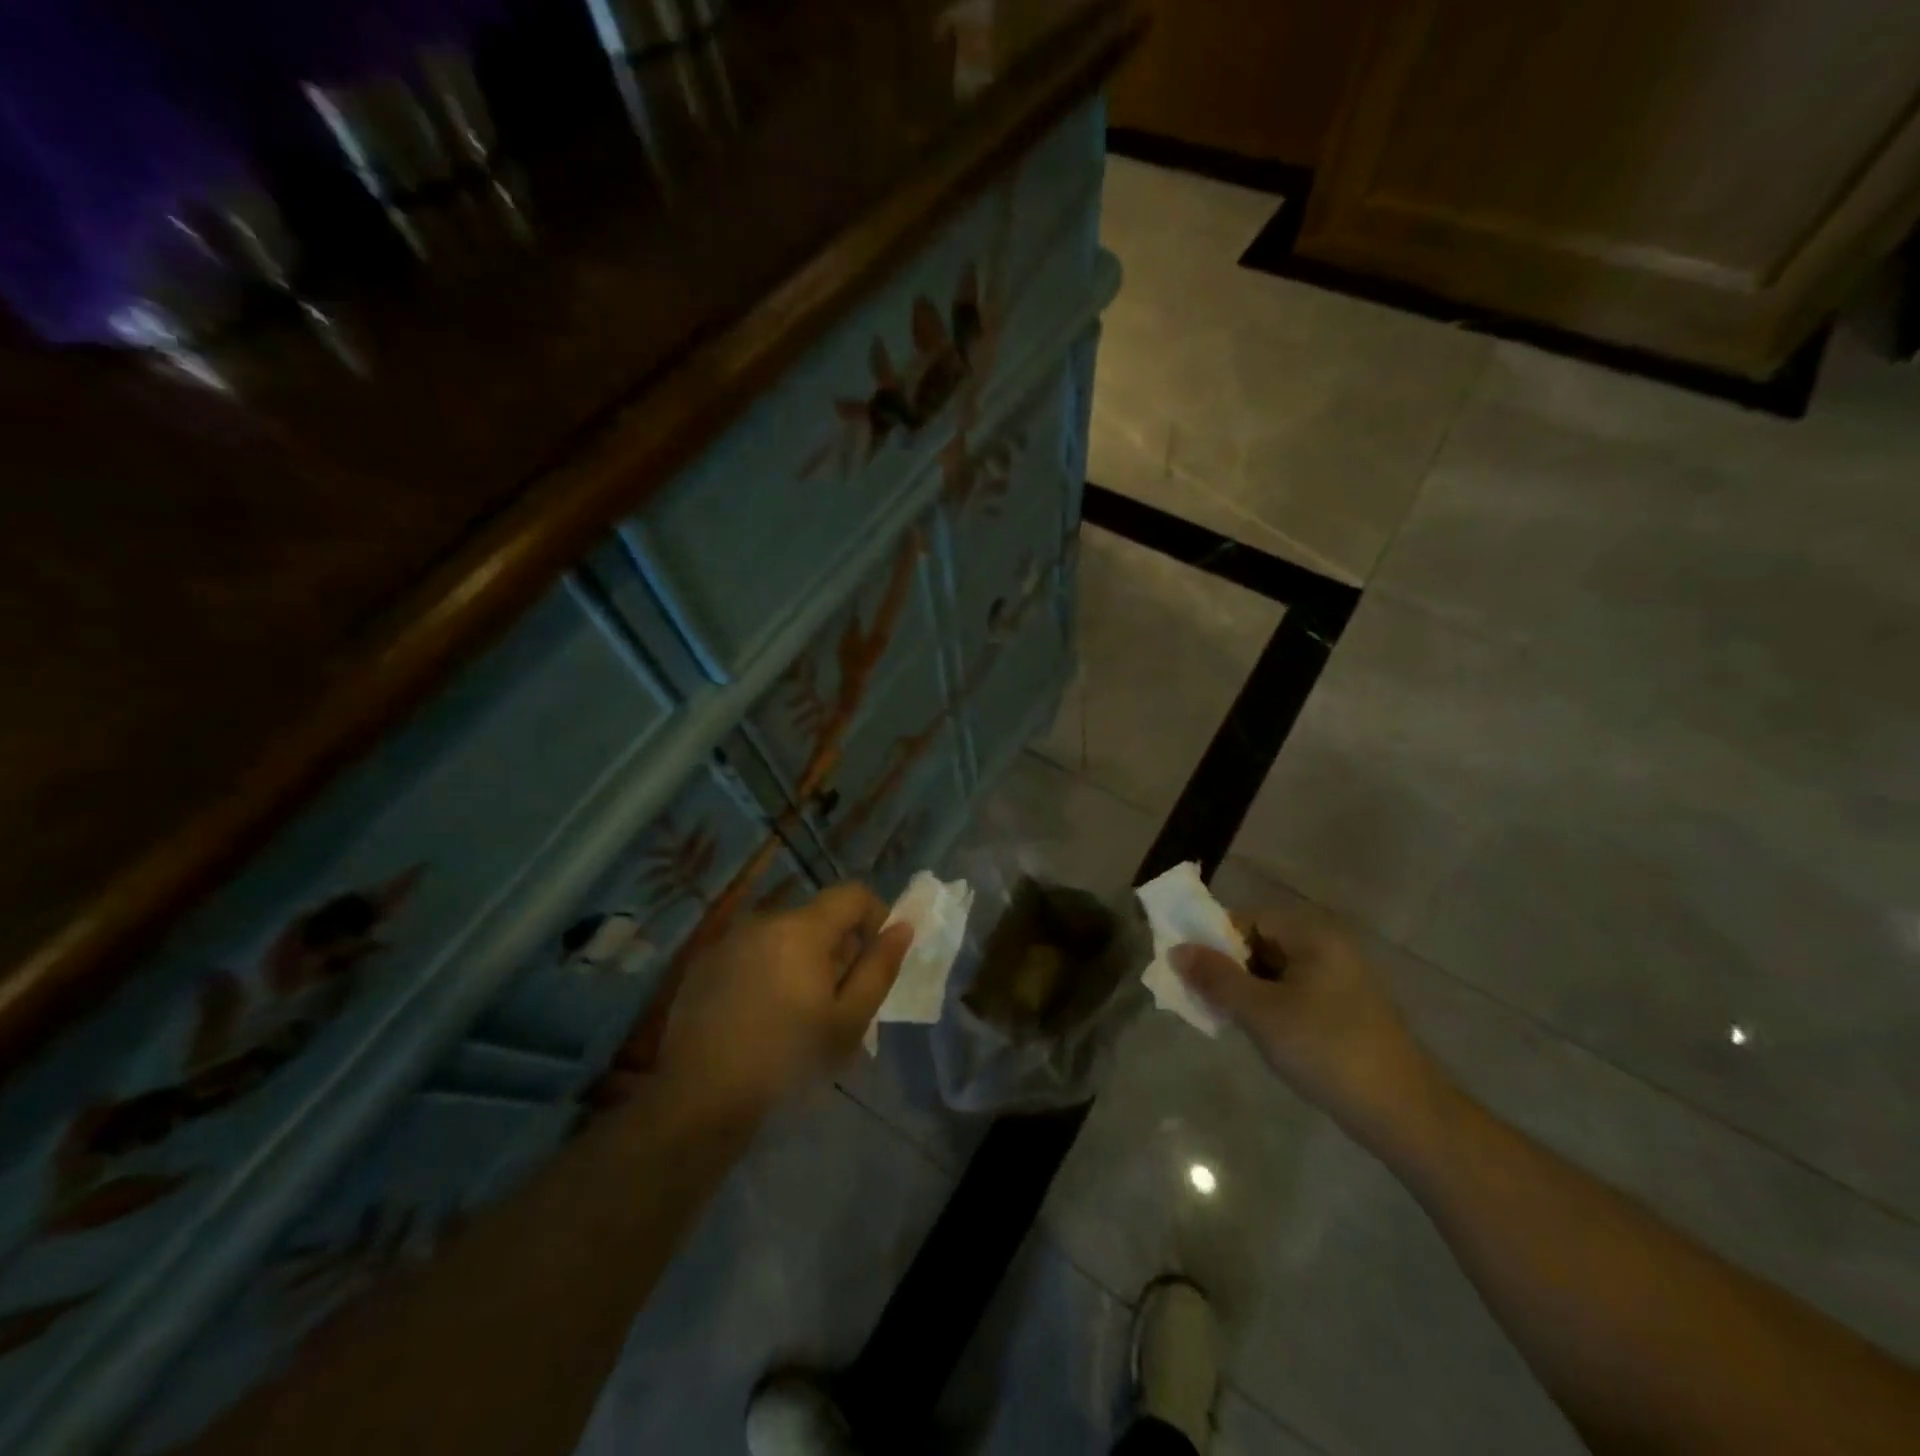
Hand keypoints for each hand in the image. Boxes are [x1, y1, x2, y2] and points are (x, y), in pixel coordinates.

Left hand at [662, 884, 912, 1116]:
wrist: (701, 1097)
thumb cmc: (788, 1058)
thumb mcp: (849, 1020)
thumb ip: (879, 968)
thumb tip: (901, 928)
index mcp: (803, 928)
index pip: (853, 894)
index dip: (875, 917)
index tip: (875, 959)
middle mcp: (765, 920)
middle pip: (818, 917)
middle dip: (838, 947)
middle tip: (838, 999)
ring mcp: (730, 940)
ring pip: (784, 936)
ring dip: (802, 960)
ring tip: (798, 1012)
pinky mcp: (705, 963)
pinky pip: (753, 952)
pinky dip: (768, 970)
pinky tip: (760, 1016)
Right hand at [1171, 903, 1443, 1146]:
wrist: (1402, 1114)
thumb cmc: (1325, 1050)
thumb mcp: (1260, 1012)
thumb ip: (1216, 978)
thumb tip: (1177, 950)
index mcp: (1312, 935)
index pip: (1249, 919)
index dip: (1215, 940)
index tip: (1191, 970)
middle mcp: (1328, 947)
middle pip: (1261, 943)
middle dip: (1228, 968)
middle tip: (1204, 998)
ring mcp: (1340, 980)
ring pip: (1276, 971)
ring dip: (1247, 990)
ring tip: (1227, 1019)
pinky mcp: (1345, 1010)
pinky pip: (1294, 993)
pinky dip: (1270, 1006)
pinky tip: (1260, 1034)